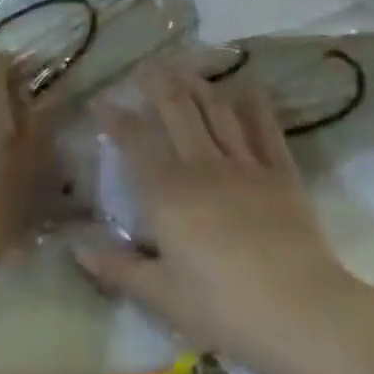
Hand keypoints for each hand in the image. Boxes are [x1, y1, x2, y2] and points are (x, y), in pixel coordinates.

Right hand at [70, 66, 356, 373]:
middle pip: (178, 112)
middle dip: (158, 84)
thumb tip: (75, 247)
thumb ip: (118, 268)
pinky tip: (249, 88)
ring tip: (185, 67)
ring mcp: (246, 164)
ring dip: (199, 85)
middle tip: (146, 64)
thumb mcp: (162, 297)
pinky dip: (256, 106)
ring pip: (217, 112)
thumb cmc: (223, 309)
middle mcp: (204, 166)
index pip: (136, 143)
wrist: (298, 310)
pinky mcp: (281, 172)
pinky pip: (266, 129)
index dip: (116, 118)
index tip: (101, 99)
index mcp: (169, 193)